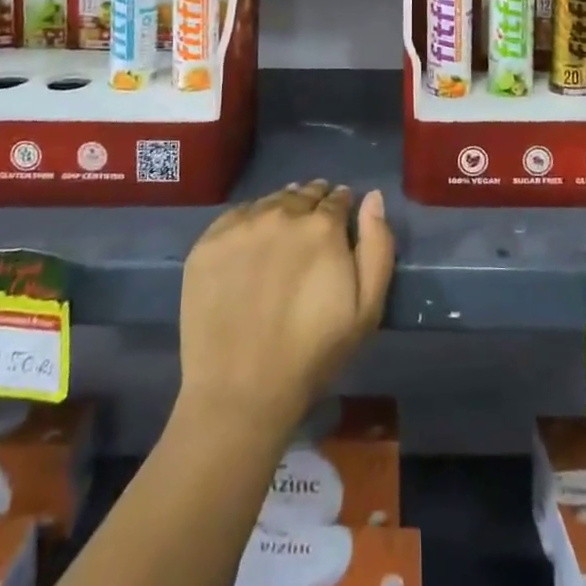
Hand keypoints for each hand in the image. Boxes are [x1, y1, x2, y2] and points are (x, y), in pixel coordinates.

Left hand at [177, 181, 395, 436]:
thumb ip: (377, 246)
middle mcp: (281, 214)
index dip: (341, 204)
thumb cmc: (312, 355)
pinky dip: (249, 221)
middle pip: (302, 194)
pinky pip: (236, 216)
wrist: (240, 392)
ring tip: (283, 228)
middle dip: (313, 202)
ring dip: (282, 207)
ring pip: (270, 201)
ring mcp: (241, 226)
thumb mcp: (366, 309)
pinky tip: (252, 241)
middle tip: (313, 220)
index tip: (341, 214)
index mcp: (322, 227)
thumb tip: (373, 197)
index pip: (337, 198)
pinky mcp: (208, 242)